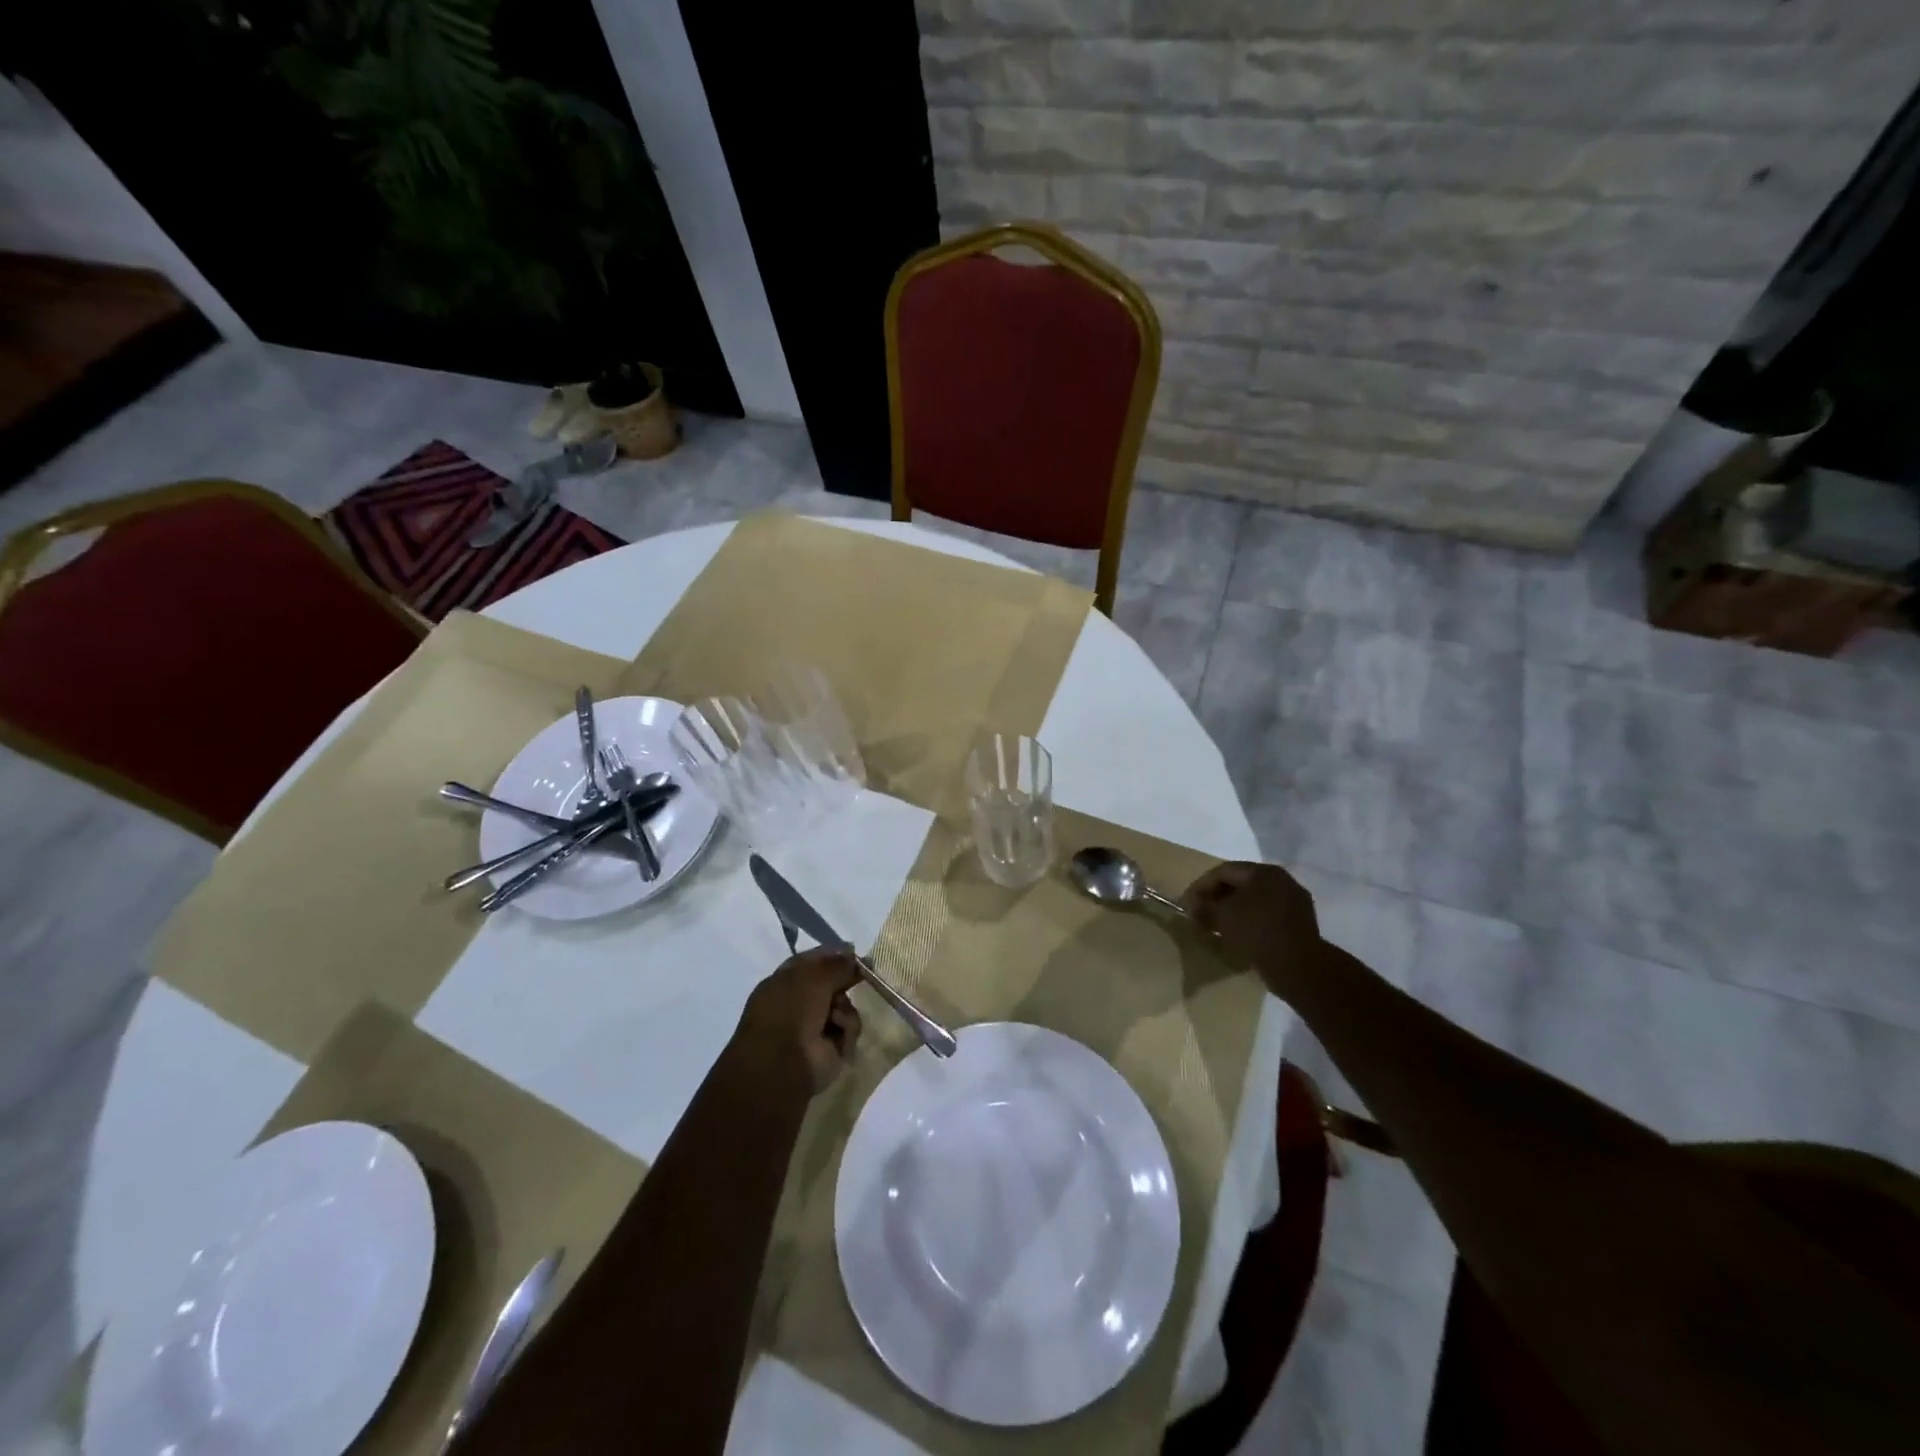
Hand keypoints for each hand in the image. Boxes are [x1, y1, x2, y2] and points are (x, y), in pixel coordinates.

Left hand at [733, 948, 864, 1094]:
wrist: (783, 1064)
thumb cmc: (790, 1011)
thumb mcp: (813, 977)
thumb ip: (837, 964)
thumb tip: (853, 955)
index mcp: (785, 981)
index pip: (813, 961)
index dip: (833, 954)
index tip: (854, 950)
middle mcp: (799, 1003)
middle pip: (832, 983)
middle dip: (846, 980)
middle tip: (863, 975)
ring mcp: (815, 1026)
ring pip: (844, 1005)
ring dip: (844, 1008)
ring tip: (836, 1016)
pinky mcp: (831, 1048)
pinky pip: (849, 1028)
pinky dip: (846, 1028)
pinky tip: (838, 1034)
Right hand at [1182, 861, 1325, 996]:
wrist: (1299, 967)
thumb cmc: (1256, 931)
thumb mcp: (1221, 916)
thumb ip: (1202, 906)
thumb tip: (1190, 904)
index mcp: (1263, 872)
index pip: (1224, 871)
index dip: (1201, 886)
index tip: (1187, 903)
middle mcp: (1282, 881)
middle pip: (1240, 884)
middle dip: (1216, 898)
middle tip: (1200, 914)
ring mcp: (1294, 902)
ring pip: (1254, 901)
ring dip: (1232, 911)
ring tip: (1216, 926)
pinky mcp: (1300, 924)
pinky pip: (1267, 916)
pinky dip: (1249, 921)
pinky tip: (1239, 935)